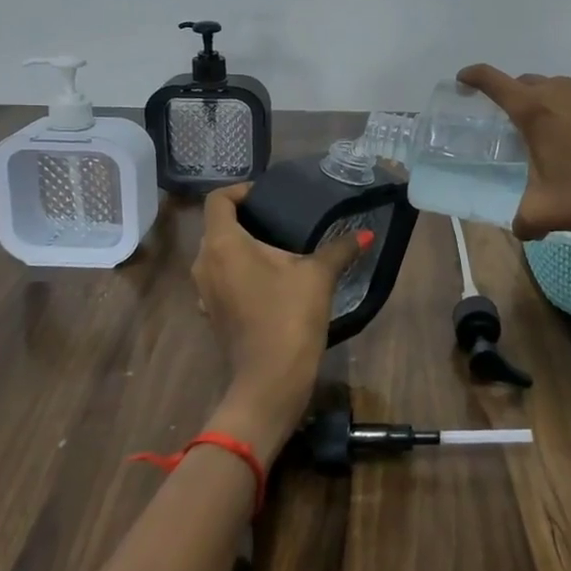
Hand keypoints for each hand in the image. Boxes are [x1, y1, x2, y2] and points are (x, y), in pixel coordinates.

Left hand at [192, 184, 368, 459]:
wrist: (270, 380)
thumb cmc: (289, 316)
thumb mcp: (318, 275)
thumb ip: (340, 249)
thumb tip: (365, 234)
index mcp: (223, 244)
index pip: (218, 200)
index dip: (241, 190)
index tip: (269, 195)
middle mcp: (205, 263)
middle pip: (218, 226)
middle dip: (247, 218)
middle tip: (282, 217)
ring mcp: (205, 291)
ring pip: (219, 253)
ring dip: (244, 245)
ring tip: (280, 246)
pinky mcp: (212, 312)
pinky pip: (222, 277)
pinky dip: (241, 270)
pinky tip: (272, 279)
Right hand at [456, 65, 570, 244]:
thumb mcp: (544, 214)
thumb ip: (522, 220)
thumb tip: (522, 230)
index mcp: (535, 112)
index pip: (493, 81)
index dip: (474, 76)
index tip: (465, 79)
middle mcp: (564, 92)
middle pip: (532, 83)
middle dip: (521, 98)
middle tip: (524, 126)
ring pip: (569, 90)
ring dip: (562, 106)